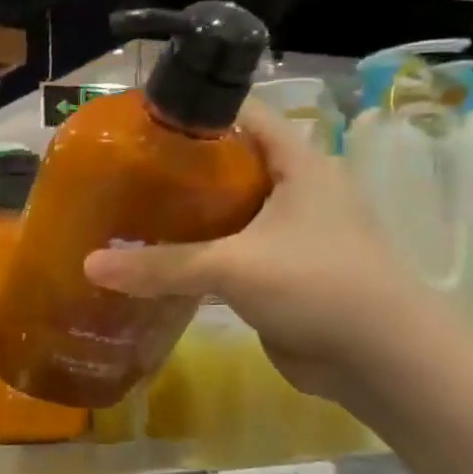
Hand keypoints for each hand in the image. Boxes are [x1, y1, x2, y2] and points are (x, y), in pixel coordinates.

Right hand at [82, 99, 444, 404]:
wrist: (383, 360)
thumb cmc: (318, 285)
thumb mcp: (233, 266)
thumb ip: (161, 265)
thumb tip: (89, 265)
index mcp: (301, 164)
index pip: (245, 117)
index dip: (197, 113)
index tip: (143, 124)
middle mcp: (299, 191)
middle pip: (232, 166)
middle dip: (182, 171)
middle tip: (125, 175)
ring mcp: (294, 235)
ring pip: (230, 214)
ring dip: (189, 218)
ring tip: (131, 216)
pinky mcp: (284, 274)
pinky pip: (233, 254)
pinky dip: (201, 256)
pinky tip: (159, 263)